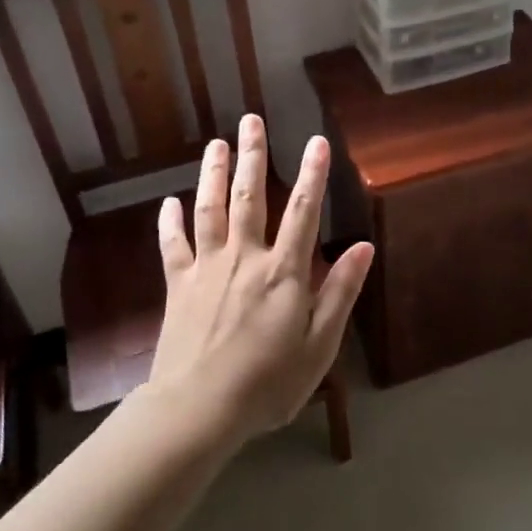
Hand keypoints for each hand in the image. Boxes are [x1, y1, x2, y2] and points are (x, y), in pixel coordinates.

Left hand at [147, 113, 373, 444]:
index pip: (304, 212)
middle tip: (250, 120)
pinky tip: (168, 202)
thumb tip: (363, 246)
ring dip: (214, 174)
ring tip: (216, 144)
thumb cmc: (268, 383)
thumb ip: (341, 292)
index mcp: (283, 272)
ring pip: (211, 210)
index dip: (313, 174)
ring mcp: (207, 269)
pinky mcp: (178, 286)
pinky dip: (170, 222)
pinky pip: (173, 246)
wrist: (198, 409)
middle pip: (250, 197)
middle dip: (253, 156)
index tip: (317, 140)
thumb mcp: (319, 345)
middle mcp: (245, 258)